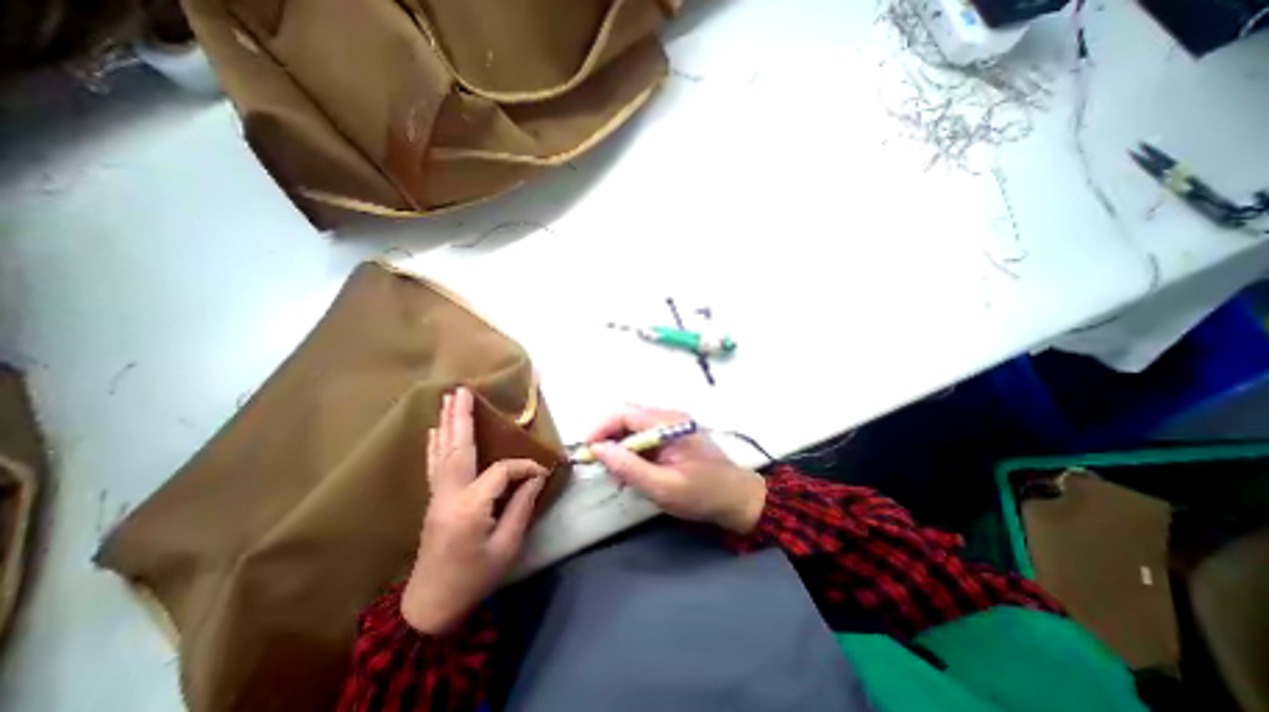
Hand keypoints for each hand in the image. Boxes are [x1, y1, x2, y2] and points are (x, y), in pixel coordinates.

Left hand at [404, 388, 547, 632]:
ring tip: (448, 400)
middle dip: (461, 417)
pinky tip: (435, 431)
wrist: (431, 607)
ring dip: (446, 424)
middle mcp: (449, 494)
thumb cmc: (474, 577)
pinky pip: (434, 465)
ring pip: (443, 452)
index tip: (542, 474)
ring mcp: (437, 497)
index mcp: (470, 506)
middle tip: (462, 390)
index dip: (524, 468)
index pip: (502, 472)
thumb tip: (535, 476)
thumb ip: (521, 506)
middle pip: (457, 448)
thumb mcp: (506, 546)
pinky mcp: (434, 501)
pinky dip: (435, 445)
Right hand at [584, 405, 762, 534]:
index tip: (587, 450)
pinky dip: (632, 452)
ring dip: (619, 447)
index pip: (625, 412)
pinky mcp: (672, 435)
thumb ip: (630, 467)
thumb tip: (598, 449)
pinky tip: (632, 472)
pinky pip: (644, 436)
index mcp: (668, 423)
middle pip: (627, 417)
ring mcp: (671, 424)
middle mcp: (668, 416)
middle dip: (608, 439)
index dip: (601, 427)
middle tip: (601, 467)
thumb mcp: (663, 487)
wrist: (736, 497)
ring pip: (633, 427)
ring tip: (617, 475)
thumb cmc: (702, 494)